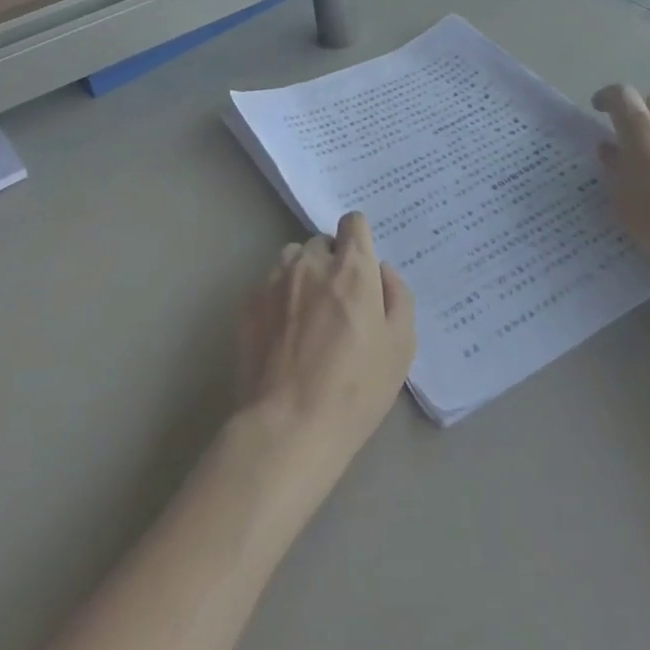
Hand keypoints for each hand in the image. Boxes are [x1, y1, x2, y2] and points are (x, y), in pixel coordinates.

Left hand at [235, 212, 415, 494]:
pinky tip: (284, 334)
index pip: (353, 222)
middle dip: (332, 261)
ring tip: (308, 313)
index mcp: (351, 268)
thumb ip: (398, 296)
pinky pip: (268, 285)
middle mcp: (310, 263)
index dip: (359, 239)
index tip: (362, 265)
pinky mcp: (248, 304)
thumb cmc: (356, 389)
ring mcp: (274, 281)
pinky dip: (279, 297)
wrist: (288, 427)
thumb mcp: (401, 346)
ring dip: (303, 274)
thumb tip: (383, 271)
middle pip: (322, 242)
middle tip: (339, 301)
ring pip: (291, 259)